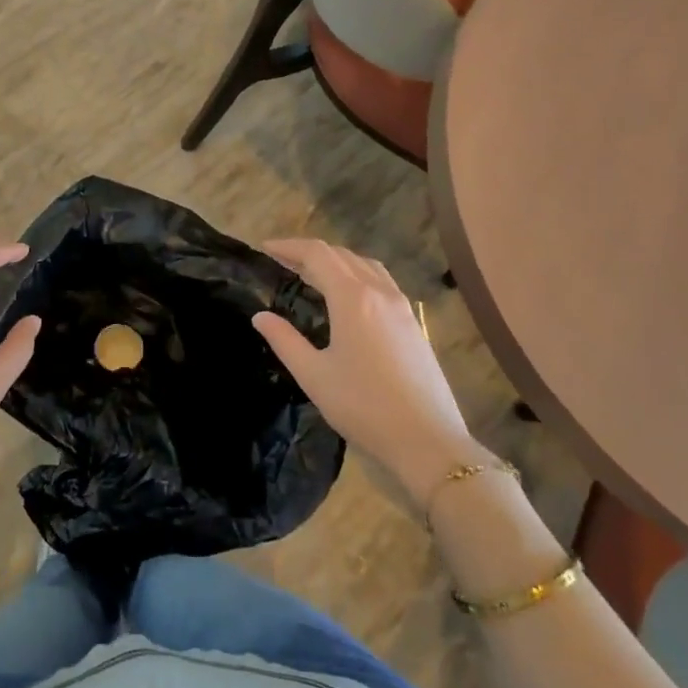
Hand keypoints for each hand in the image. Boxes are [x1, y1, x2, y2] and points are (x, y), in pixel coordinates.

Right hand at [252, 240, 480, 506]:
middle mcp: (379, 292)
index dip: (288, 246)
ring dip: (336, 261)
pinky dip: (357, 274)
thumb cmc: (363, 407)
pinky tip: (348, 297)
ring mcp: (402, 306)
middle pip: (341, 254)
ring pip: (365, 265)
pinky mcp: (414, 322)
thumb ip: (284, 340)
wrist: (427, 440)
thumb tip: (260, 316)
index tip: (264, 249)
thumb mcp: (314, 375)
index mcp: (353, 298)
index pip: (317, 254)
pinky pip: (381, 281)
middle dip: (309, 252)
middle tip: (281, 262)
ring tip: (311, 274)